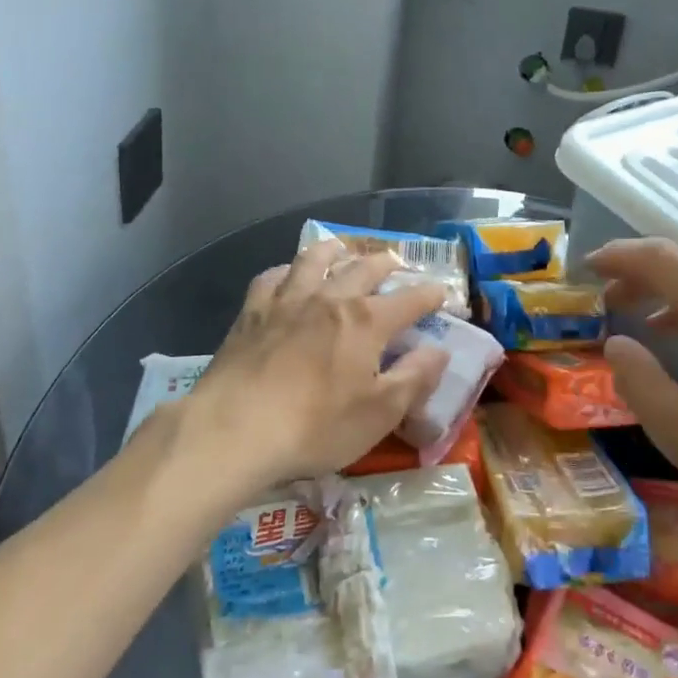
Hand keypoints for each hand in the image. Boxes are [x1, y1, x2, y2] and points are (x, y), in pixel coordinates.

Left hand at [180, 242, 449, 496]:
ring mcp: (288, 299)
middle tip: (395, 262)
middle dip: (385, 263)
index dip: (430, 295)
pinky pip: (273, 277)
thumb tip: (440, 350)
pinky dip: (286, 270)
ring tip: (341, 248)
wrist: (235, 429)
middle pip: (364, 268)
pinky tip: (286, 276)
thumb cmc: (315, 426)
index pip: (410, 300)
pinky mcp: (253, 311)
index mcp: (366, 321)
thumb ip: (414, 378)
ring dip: (334, 251)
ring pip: (315, 260)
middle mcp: (331, 298)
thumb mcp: (379, 413)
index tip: (442, 293)